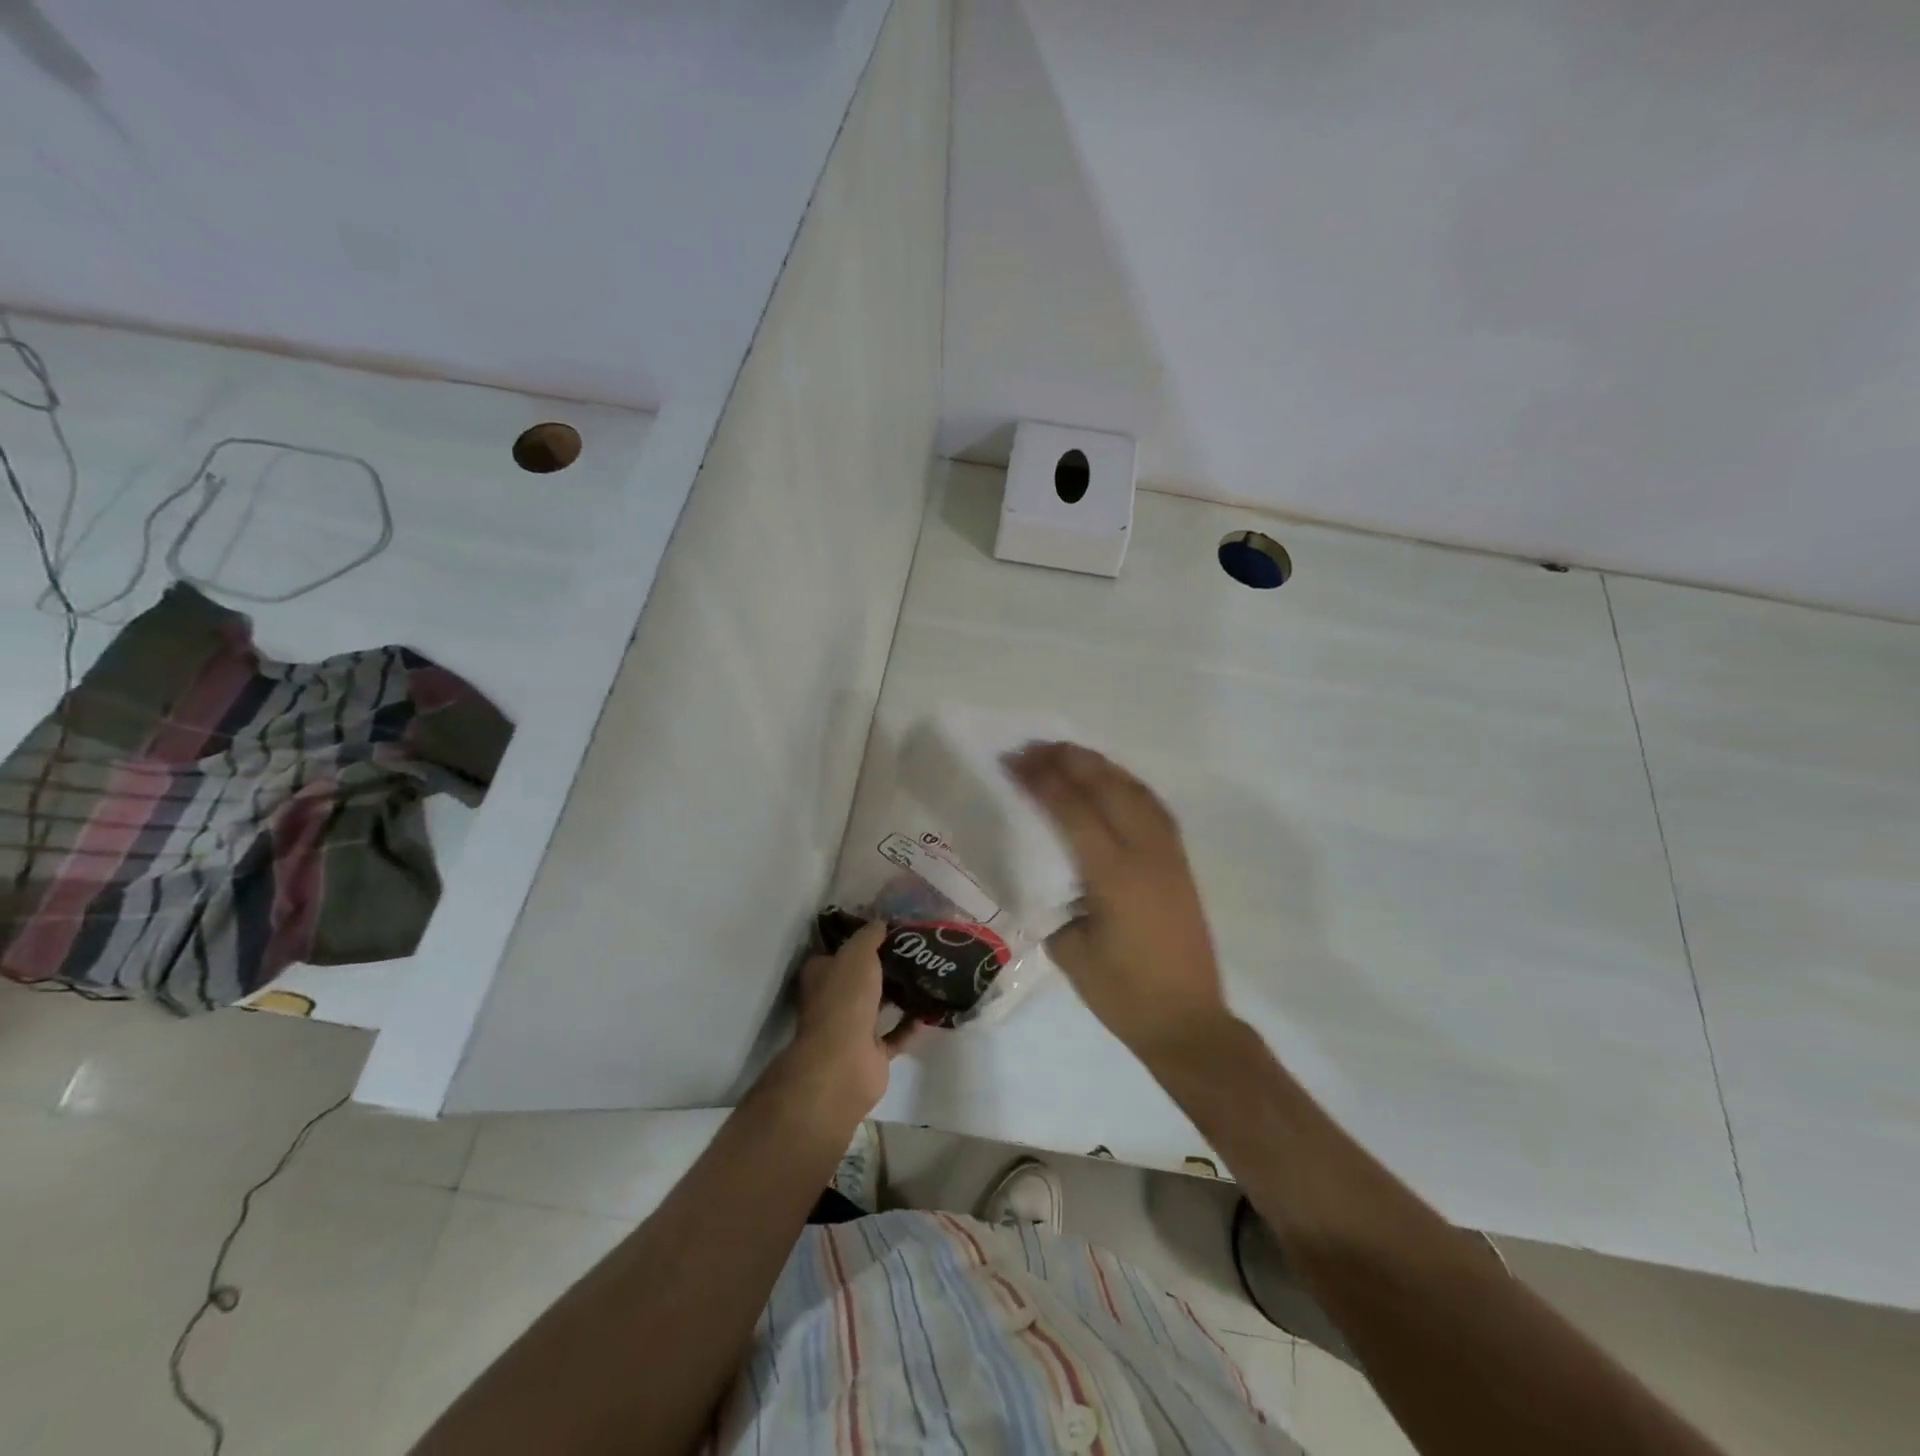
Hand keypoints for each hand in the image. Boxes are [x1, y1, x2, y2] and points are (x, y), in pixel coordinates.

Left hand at [778, 920, 922, 1127]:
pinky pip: (895, 1034)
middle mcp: (833, 1000)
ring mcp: (851, 1029)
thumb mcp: (858, 953)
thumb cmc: (845, 998)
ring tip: (927, 976)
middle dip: (884, 967)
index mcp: (821, 974)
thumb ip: (870, 935)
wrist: (844, 1062)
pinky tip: (929, 1010)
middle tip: (915, 951)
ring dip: (899, 995)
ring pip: (878, 1006)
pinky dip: (910, 1024)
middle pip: (860, 978)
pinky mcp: (871, 1053)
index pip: (838, 951)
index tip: (887, 930)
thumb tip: (881, 922)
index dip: (859, 940)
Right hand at [1006, 743, 1228, 1056]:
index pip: (1074, 811)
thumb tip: (1037, 868)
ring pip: (1134, 790)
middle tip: (1034, 748)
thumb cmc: (1123, 994)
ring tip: (1066, 754)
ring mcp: (1169, 855)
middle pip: (1107, 787)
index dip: (1042, 781)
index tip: (1014, 762)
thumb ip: (1051, 902)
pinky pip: (1152, 806)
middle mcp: (1146, 853)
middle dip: (1069, 760)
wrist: (1188, 1021)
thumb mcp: (1069, 952)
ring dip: (1099, 765)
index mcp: (1114, 876)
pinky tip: (1110, 782)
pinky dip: (1126, 784)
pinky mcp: (1180, 863)